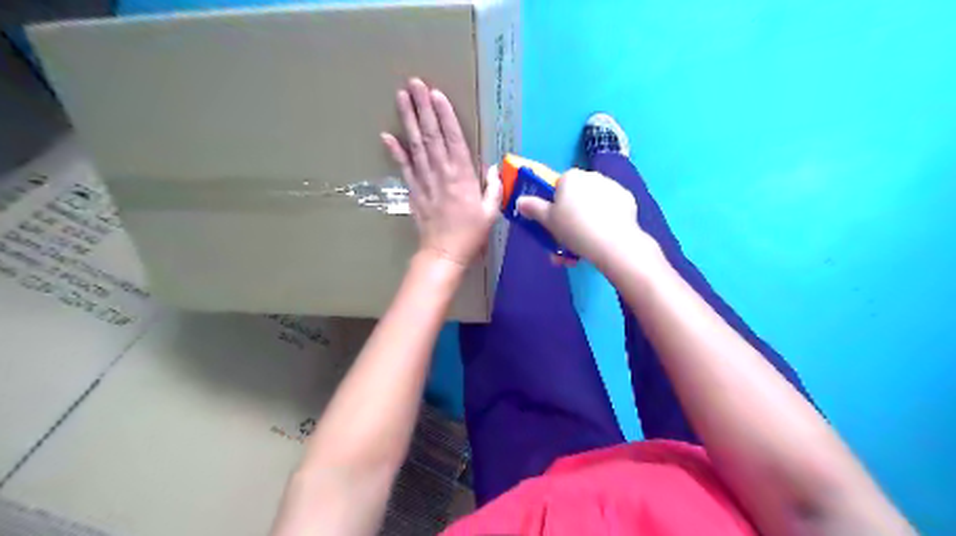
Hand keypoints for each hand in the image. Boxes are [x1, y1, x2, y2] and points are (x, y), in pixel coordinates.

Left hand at [382, 77, 502, 266]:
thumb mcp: (491, 211)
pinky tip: (387, 135)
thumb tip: (494, 167)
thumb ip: (494, 187)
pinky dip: (395, 151)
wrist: (444, 253)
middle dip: (423, 107)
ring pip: (416, 145)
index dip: (445, 115)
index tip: (437, 94)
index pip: (453, 139)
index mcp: (463, 176)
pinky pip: (403, 167)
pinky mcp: (413, 190)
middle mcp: (442, 172)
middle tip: (415, 83)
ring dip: (408, 120)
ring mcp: (425, 180)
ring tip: (401, 96)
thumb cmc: (471, 233)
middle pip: (431, 135)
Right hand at [520, 168, 645, 266]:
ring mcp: (612, 186)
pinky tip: (602, 237)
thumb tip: (520, 201)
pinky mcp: (627, 199)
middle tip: (568, 239)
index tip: (555, 221)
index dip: (555, 204)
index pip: (558, 185)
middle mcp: (591, 176)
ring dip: (587, 219)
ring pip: (593, 202)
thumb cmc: (574, 228)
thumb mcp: (548, 221)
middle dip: (571, 215)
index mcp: (570, 177)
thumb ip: (533, 208)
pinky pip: (610, 208)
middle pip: (576, 195)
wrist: (612, 242)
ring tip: (584, 245)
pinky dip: (605, 220)